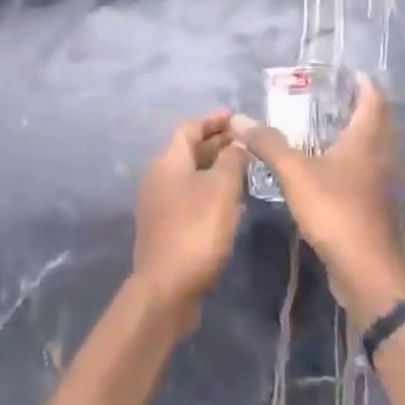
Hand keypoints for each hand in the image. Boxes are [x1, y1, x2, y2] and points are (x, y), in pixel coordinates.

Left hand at [131, 112, 249, 325]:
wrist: (166, 286)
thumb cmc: (196, 231)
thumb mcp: (222, 190)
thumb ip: (231, 161)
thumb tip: (237, 142)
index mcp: (168, 162)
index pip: (188, 129)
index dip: (212, 121)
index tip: (236, 118)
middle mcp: (158, 177)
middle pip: (187, 151)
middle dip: (216, 144)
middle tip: (246, 142)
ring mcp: (158, 203)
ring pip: (189, 174)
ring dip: (214, 168)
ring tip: (244, 168)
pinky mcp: (164, 226)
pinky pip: (188, 196)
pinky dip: (208, 190)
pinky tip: (230, 201)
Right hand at [231, 75, 404, 317]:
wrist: (365, 268)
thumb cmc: (335, 209)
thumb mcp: (295, 172)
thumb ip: (268, 144)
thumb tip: (239, 118)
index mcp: (366, 142)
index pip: (373, 102)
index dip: (365, 85)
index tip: (351, 73)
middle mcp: (377, 158)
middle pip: (374, 125)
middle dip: (357, 109)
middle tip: (331, 98)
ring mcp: (376, 185)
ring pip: (367, 151)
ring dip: (350, 138)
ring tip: (321, 130)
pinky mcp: (369, 208)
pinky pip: (358, 175)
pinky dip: (343, 164)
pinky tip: (321, 170)